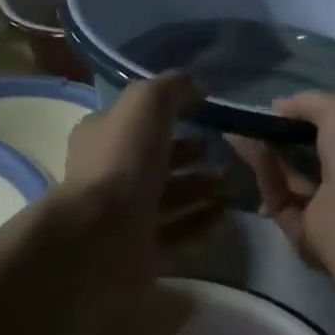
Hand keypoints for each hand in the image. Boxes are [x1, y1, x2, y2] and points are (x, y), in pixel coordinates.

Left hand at [61, 73, 224, 257]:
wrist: (101, 236)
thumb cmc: (121, 161)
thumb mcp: (145, 104)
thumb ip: (171, 88)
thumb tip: (196, 86)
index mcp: (102, 136)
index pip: (137, 120)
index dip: (169, 114)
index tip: (205, 112)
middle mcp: (111, 173)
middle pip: (157, 159)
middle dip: (192, 154)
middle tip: (226, 153)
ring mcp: (126, 214)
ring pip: (171, 195)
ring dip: (203, 186)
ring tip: (233, 182)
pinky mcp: (143, 248)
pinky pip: (179, 230)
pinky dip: (202, 220)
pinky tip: (226, 212)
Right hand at [229, 92, 334, 273]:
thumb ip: (309, 102)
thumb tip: (277, 107)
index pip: (332, 139)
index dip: (303, 124)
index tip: (275, 112)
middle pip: (304, 161)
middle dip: (276, 142)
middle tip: (247, 125)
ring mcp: (325, 213)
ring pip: (288, 181)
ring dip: (264, 157)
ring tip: (238, 135)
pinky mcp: (302, 234)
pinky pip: (280, 202)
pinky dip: (266, 177)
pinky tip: (253, 154)